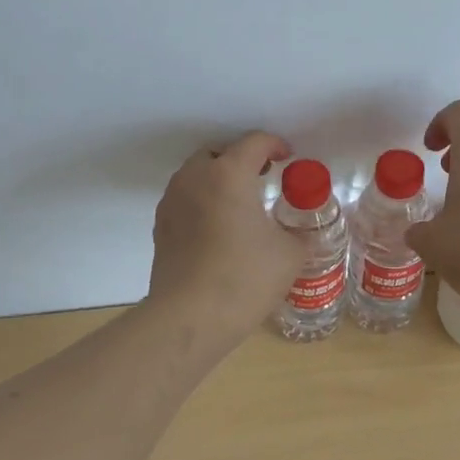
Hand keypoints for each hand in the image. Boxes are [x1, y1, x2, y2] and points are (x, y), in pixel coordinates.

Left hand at [148, 131, 305, 338]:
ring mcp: (172, 201)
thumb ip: (298, 234)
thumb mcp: (289, 254)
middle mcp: (195, 178)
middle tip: (262, 177)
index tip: (287, 158)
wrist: (190, 317)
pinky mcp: (160, 226)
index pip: (254, 143)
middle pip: (219, 153)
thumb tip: (298, 234)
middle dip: (241, 159)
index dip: (275, 145)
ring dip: (218, 179)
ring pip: (196, 175)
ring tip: (239, 203)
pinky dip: (202, 202)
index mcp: (229, 174)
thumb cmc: (245, 278)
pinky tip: (217, 228)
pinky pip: (184, 199)